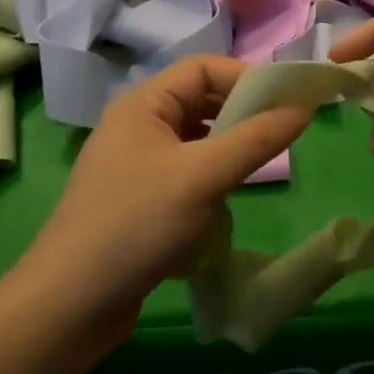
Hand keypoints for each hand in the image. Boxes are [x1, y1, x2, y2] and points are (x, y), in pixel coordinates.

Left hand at [16, 56, 311, 347]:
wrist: (69, 305)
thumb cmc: (135, 225)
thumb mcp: (202, 176)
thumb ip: (256, 139)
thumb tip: (304, 107)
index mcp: (143, 103)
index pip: (204, 68)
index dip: (247, 78)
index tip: (287, 103)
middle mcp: (138, 124)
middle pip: (201, 101)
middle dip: (242, 114)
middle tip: (281, 135)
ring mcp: (137, 163)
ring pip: (196, 139)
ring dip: (228, 149)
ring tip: (259, 167)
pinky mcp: (140, 198)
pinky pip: (186, 172)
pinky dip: (211, 179)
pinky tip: (225, 204)